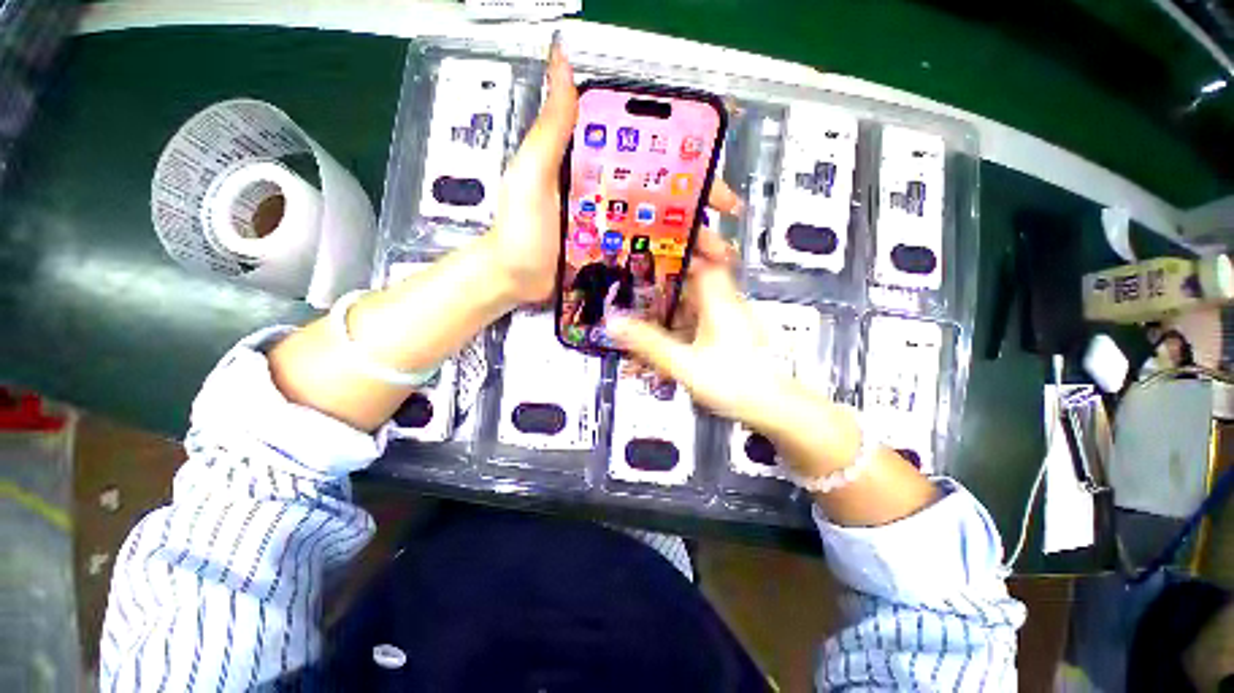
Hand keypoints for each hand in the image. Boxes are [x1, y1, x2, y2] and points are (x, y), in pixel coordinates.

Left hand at [486, 36, 745, 305]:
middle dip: (700, 201)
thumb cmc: (519, 229)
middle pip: (664, 194)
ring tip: (718, 253)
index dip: (683, 155)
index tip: (714, 158)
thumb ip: (552, 128)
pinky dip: (671, 262)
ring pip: (662, 228)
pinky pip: (648, 256)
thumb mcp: (532, 174)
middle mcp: (612, 198)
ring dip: (693, 238)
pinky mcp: (615, 258)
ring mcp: (615, 231)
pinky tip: (690, 271)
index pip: (649, 155)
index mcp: (599, 171)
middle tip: (727, 213)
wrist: (513, 279)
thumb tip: (562, 62)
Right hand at [606, 228, 804, 430]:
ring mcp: (728, 322)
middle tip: (641, 287)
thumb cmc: (734, 381)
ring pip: (696, 305)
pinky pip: (700, 324)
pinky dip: (682, 329)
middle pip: (694, 281)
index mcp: (718, 301)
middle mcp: (725, 305)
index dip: (681, 250)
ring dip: (672, 310)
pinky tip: (668, 343)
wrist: (770, 407)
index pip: (701, 258)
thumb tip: (615, 324)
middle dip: (667, 284)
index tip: (656, 247)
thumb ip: (648, 343)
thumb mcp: (683, 362)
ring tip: (647, 318)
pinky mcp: (728, 337)